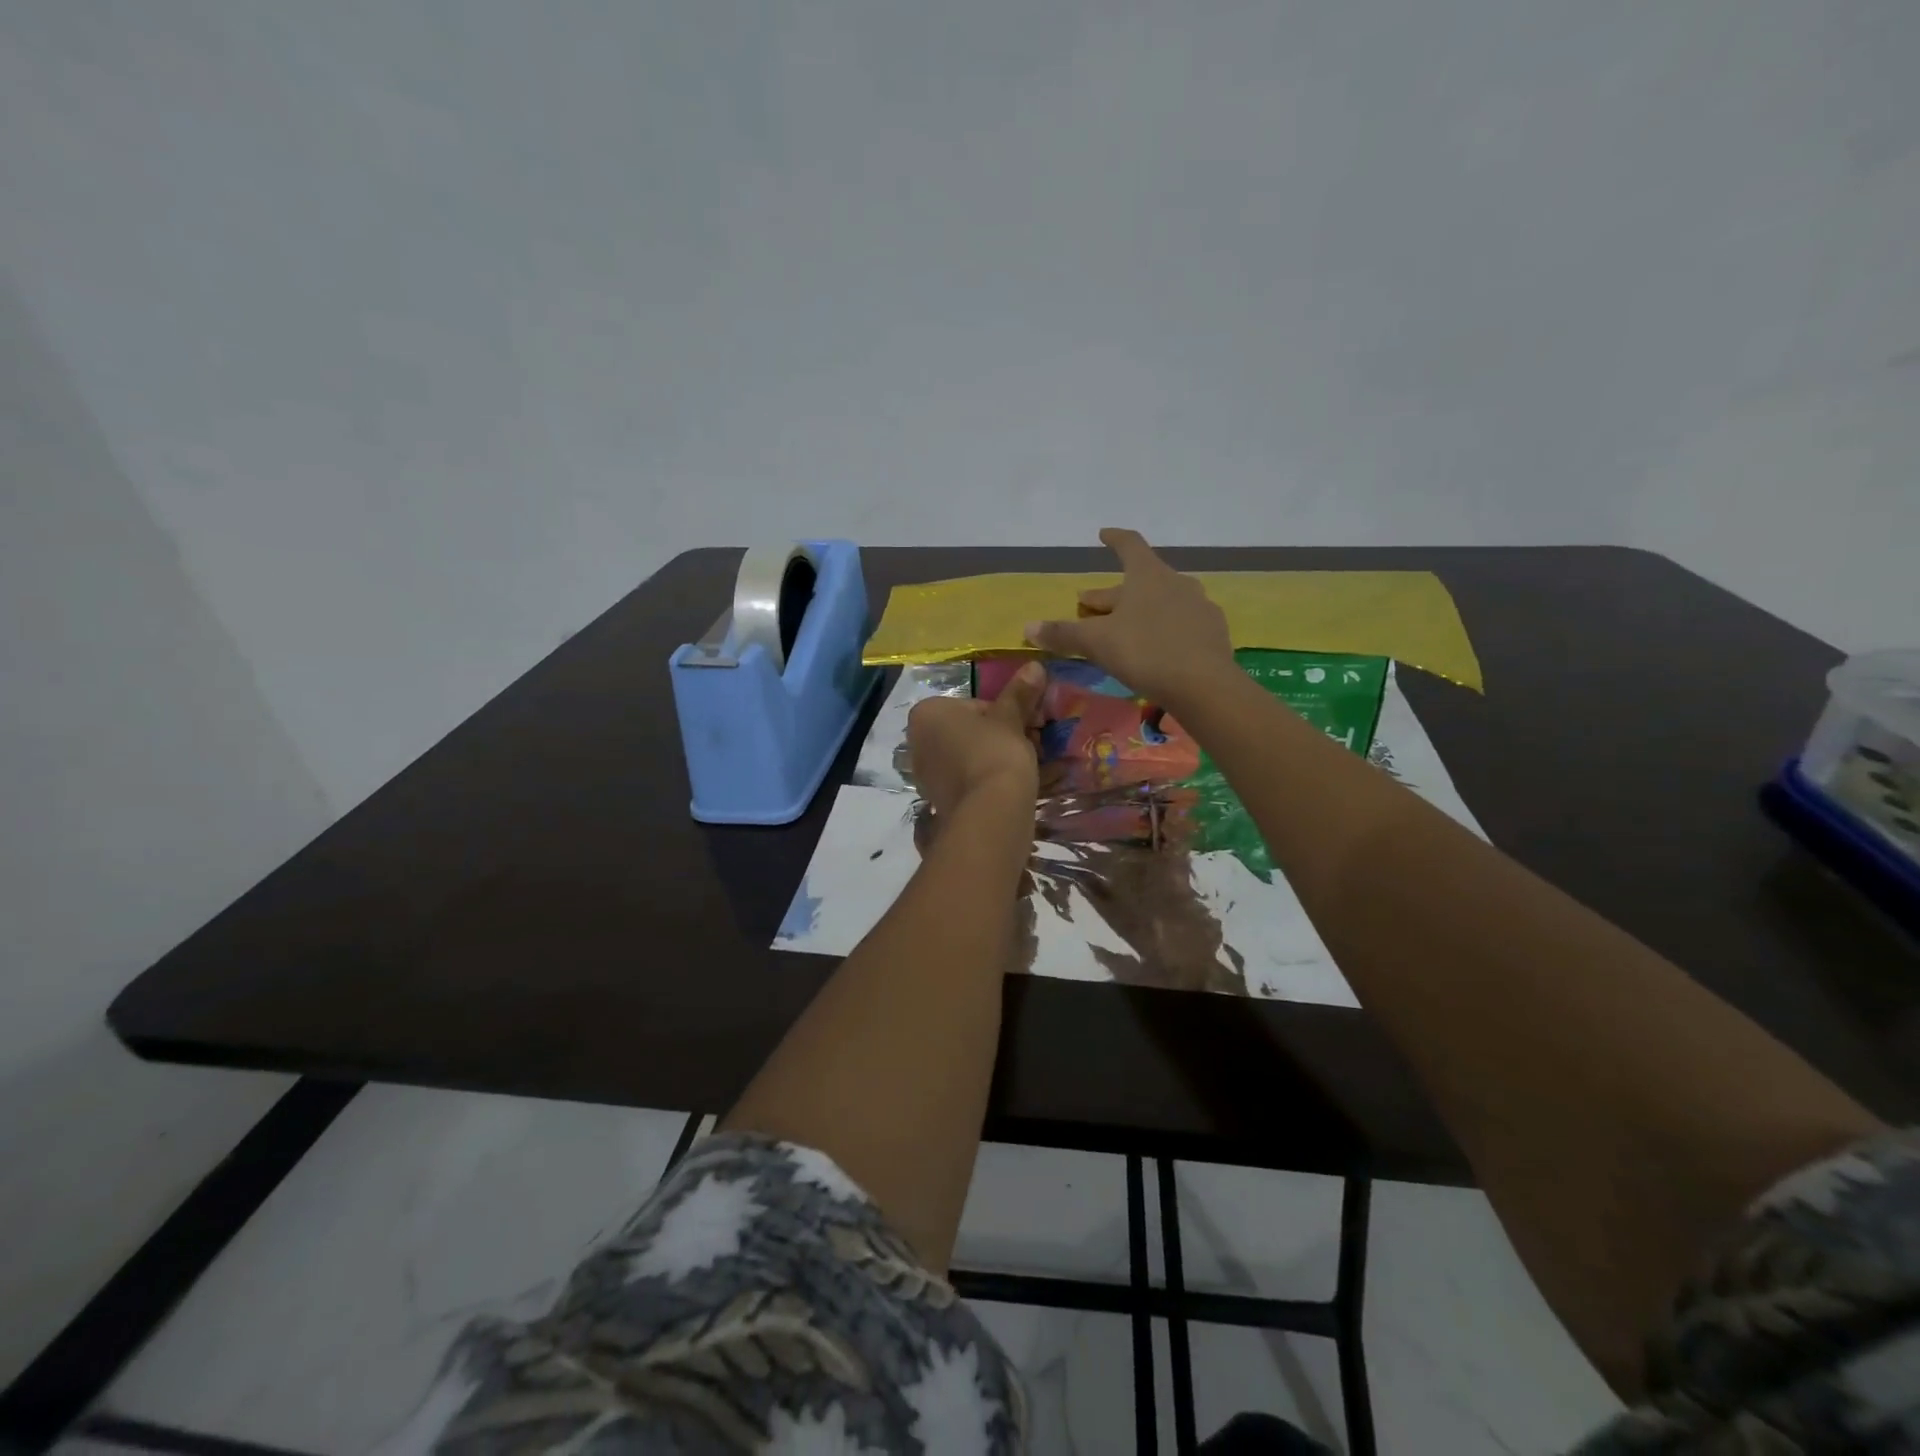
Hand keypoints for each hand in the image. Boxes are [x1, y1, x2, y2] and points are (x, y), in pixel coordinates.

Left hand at [907, 661, 1046, 817]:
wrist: (989, 812)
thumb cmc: (995, 752)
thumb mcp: (1011, 718)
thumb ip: (1019, 693)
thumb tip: (1034, 665)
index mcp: (926, 713)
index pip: (975, 705)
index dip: (1006, 714)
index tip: (1028, 725)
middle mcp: (916, 742)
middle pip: (969, 731)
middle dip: (999, 736)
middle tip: (1032, 744)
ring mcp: (924, 774)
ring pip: (968, 756)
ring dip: (994, 757)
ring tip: (1026, 766)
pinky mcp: (937, 800)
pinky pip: (966, 780)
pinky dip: (986, 779)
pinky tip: (1009, 785)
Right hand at [1024, 528, 1234, 706]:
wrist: (1204, 685)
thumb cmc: (1145, 652)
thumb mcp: (1096, 643)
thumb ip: (1063, 633)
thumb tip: (1027, 627)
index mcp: (1147, 575)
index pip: (1129, 545)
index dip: (1113, 539)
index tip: (1103, 535)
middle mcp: (1176, 582)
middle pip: (1140, 580)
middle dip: (1112, 592)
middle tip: (1090, 603)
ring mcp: (1198, 605)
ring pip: (1161, 601)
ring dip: (1138, 610)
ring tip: (1123, 626)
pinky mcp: (1212, 631)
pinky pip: (1181, 621)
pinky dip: (1163, 627)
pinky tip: (1156, 646)